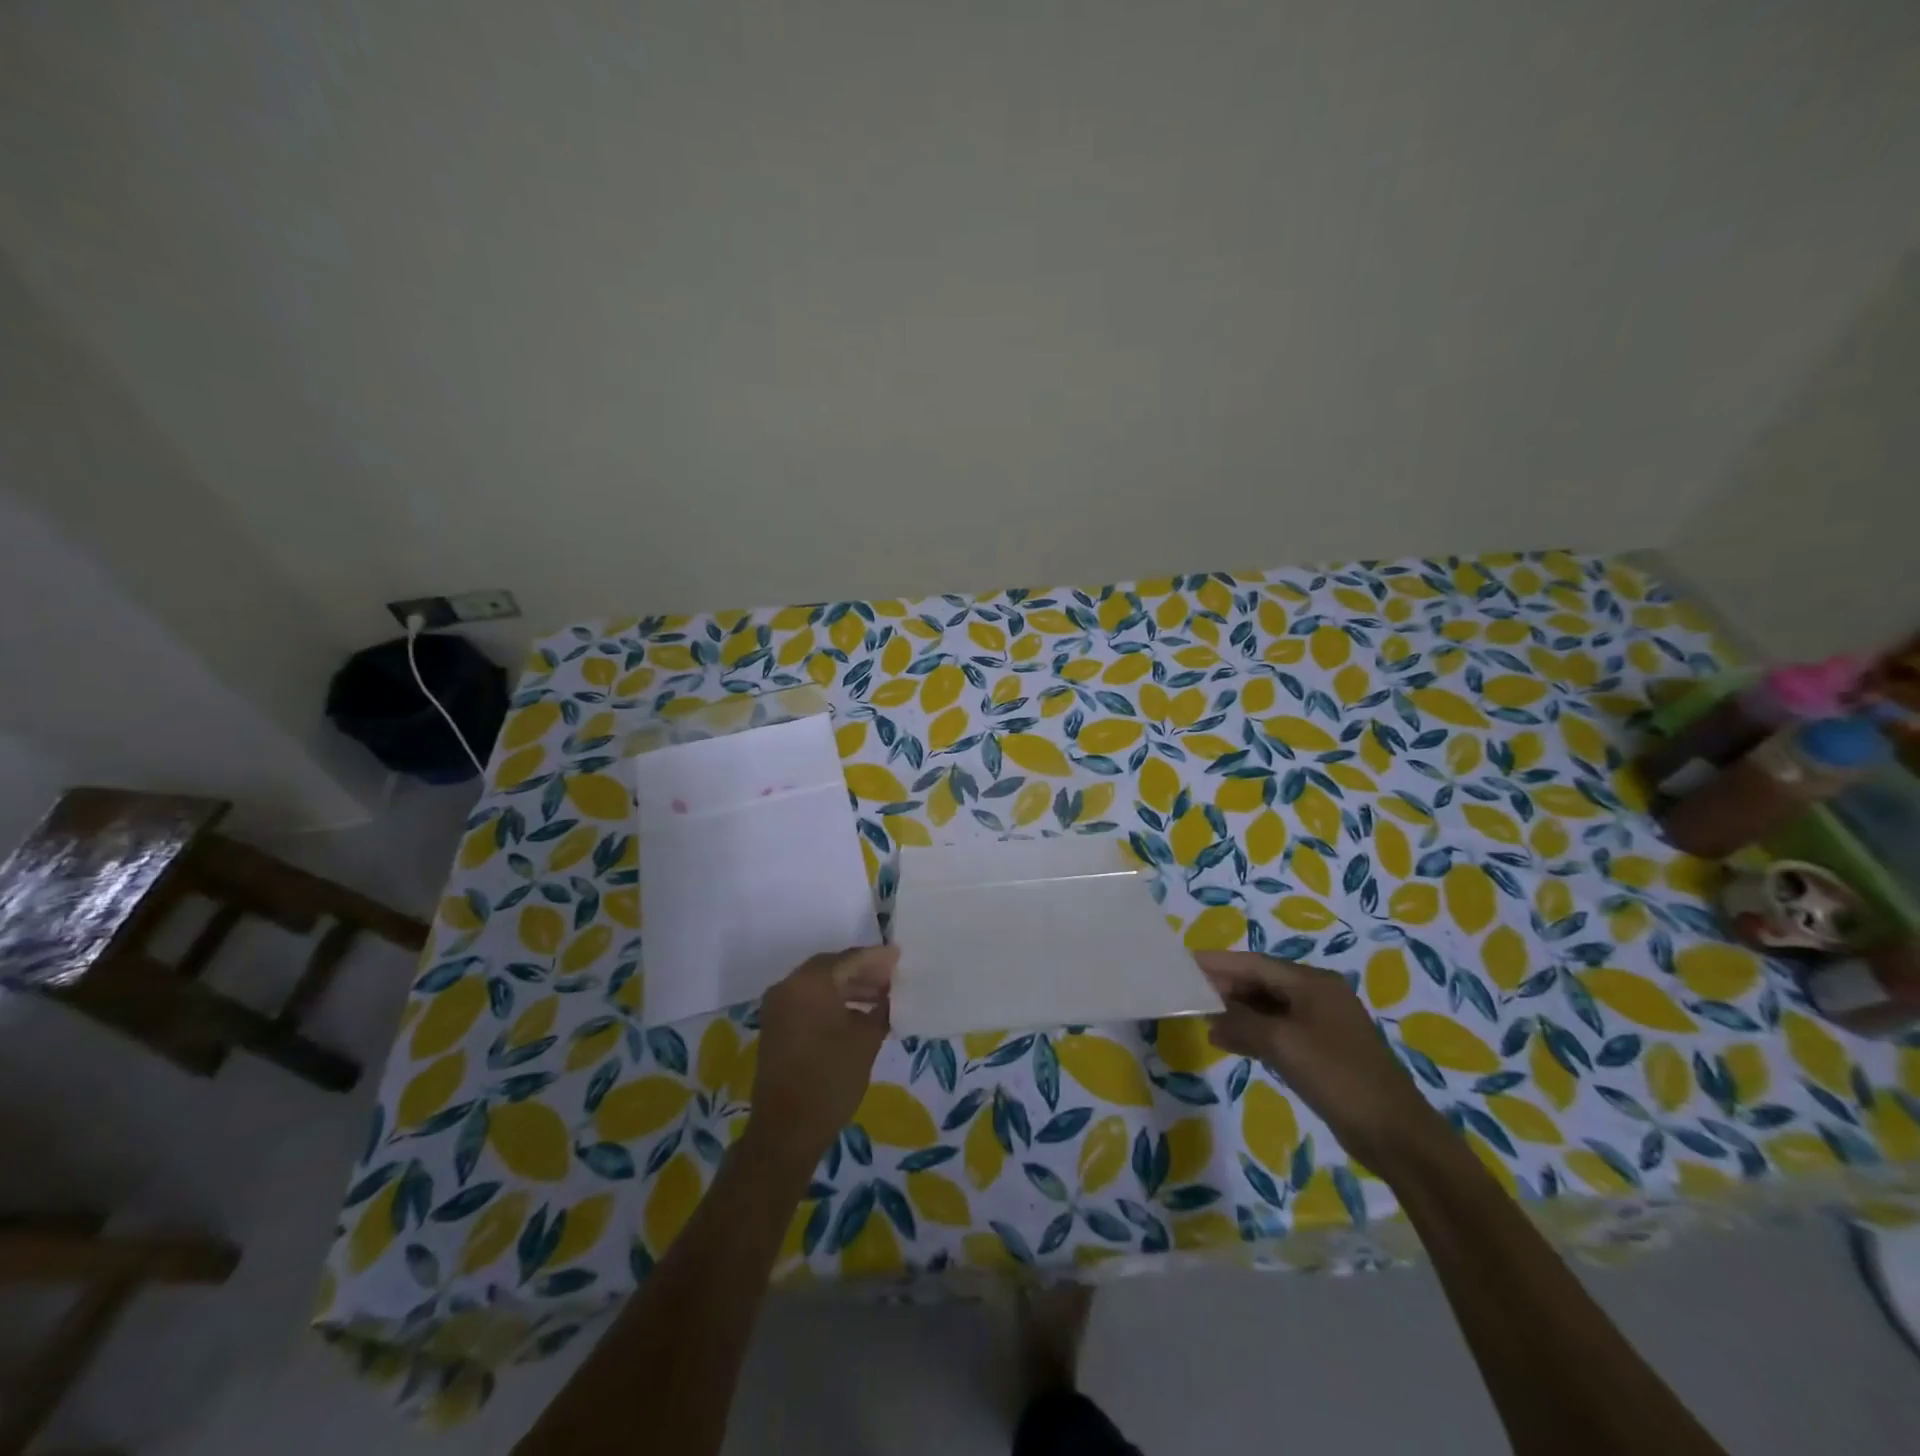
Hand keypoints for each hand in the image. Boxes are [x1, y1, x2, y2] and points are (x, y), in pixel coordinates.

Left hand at [743, 946, 897, 1172]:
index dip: (877, 959)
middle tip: (892, 977)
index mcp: (810, 983)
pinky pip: (808, 1000)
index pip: (850, 959)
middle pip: (832, 967)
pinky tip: (858, 1013)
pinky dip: (832, 1000)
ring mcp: (779, 1005)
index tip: (900, 957)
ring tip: (880, 996)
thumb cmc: (831, 1079)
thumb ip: (880, 1008)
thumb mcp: (866, 1040)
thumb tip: (889, 995)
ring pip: (819, 984)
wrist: (787, 1129)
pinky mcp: (776, 1025)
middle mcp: (789, 985)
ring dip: (848, 986)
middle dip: (862, 971)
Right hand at [1196, 952, 1447, 1171]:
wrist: (1395, 1134)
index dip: (1218, 963)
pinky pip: (1278, 1030)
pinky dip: (1253, 1032)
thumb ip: (1241, 1022)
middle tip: (1187, 993)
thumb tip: (1211, 1015)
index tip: (1183, 963)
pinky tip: (1228, 1041)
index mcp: (1313, 983)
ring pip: (1268, 1007)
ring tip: (1201, 1018)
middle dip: (1225, 987)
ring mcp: (1321, 1023)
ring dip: (1236, 1012)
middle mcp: (1317, 995)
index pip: (1254, 963)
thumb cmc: (1338, 1077)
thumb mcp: (1282, 1044)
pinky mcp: (1322, 1050)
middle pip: (1261, 982)